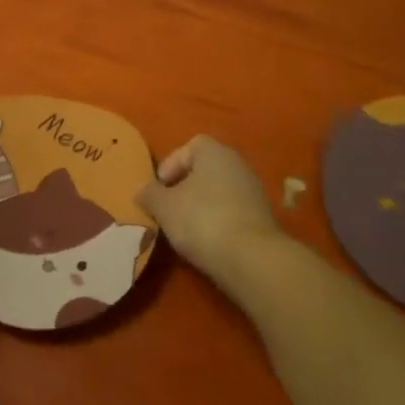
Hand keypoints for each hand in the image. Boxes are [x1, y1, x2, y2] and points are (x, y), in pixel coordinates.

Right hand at [138, 135, 282, 289]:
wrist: (251, 259)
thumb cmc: (202, 220)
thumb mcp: (164, 207)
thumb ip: (150, 194)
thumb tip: (143, 190)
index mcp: (215, 153)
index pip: (190, 146)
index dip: (171, 164)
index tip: (160, 188)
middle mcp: (238, 165)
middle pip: (205, 169)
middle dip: (184, 187)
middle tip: (168, 208)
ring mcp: (253, 192)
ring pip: (218, 192)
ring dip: (200, 206)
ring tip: (184, 229)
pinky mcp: (262, 219)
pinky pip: (231, 212)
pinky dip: (217, 222)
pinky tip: (206, 242)